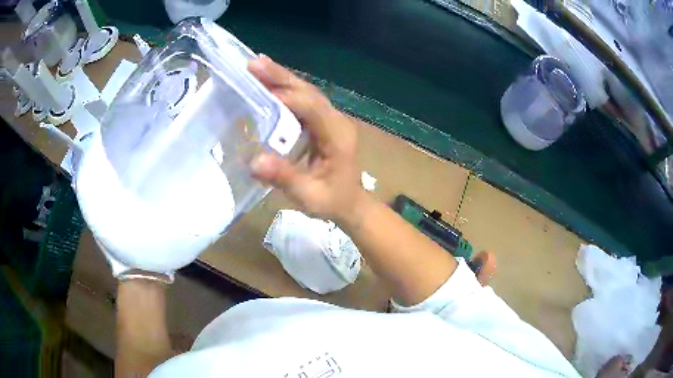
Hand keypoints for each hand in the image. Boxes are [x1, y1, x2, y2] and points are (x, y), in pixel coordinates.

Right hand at [248, 56, 367, 224]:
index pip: (313, 109)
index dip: (288, 98)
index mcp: (338, 136)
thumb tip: (255, 162)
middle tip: (254, 63)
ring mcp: (332, 119)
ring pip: (307, 92)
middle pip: (309, 92)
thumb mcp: (310, 196)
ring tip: (257, 65)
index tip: (260, 91)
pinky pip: (304, 100)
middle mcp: (337, 121)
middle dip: (281, 76)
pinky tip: (270, 82)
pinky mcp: (324, 122)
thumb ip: (285, 179)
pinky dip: (286, 89)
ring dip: (282, 78)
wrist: (352, 203)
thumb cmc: (334, 202)